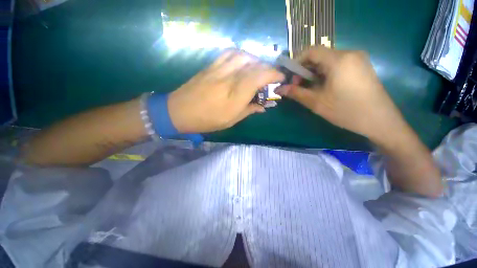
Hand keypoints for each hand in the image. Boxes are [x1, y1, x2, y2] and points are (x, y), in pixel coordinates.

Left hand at [168, 49, 283, 132]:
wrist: (179, 111)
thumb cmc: (206, 120)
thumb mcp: (231, 120)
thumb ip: (248, 110)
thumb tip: (263, 107)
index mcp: (235, 95)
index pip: (259, 76)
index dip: (274, 75)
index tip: (281, 78)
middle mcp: (229, 78)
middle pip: (254, 64)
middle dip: (267, 69)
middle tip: (270, 78)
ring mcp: (218, 69)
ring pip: (243, 56)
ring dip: (255, 61)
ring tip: (258, 70)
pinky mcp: (210, 65)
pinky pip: (229, 53)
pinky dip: (241, 55)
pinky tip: (243, 63)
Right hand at [277, 46, 405, 143]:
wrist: (380, 121)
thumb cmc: (346, 111)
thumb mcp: (316, 102)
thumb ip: (296, 93)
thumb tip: (279, 89)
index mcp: (338, 59)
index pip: (311, 50)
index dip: (296, 62)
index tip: (290, 78)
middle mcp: (350, 53)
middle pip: (320, 55)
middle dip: (305, 69)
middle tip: (299, 86)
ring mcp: (358, 59)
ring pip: (328, 60)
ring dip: (315, 72)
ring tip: (311, 89)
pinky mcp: (362, 66)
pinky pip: (339, 64)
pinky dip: (326, 73)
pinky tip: (325, 87)